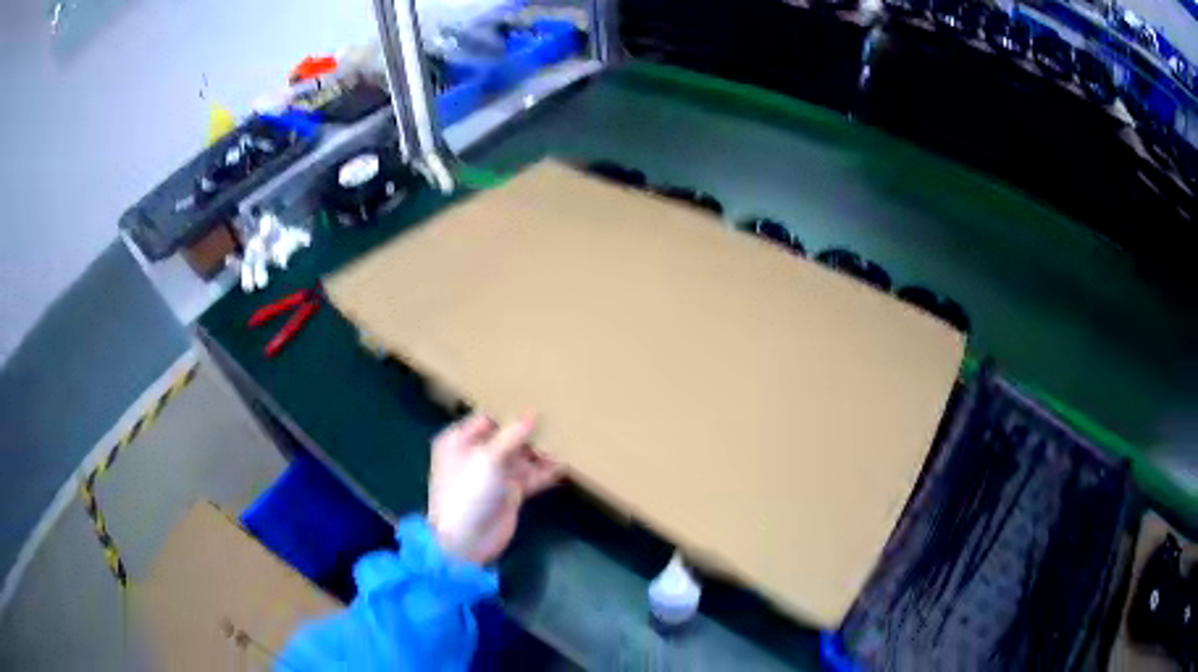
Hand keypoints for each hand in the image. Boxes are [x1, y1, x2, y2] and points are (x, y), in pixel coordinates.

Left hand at [428, 412, 562, 564]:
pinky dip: (545, 472)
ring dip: (541, 452)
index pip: (488, 418)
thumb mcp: (488, 458)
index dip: (510, 411)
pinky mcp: (510, 493)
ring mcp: (494, 475)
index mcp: (460, 440)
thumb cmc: (468, 492)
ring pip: (521, 457)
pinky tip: (563, 466)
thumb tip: (534, 413)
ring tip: (566, 441)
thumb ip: (513, 435)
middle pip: (507, 437)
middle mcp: (476, 454)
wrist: (466, 541)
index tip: (538, 401)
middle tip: (558, 419)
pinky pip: (530, 477)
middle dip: (530, 432)